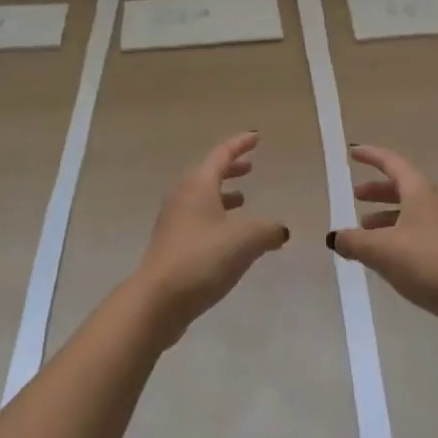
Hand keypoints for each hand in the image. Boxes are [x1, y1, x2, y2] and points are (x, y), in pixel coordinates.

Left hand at [133, 132, 289, 343]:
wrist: (157, 300)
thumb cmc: (202, 259)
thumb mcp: (245, 240)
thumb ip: (268, 229)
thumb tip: (280, 229)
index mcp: (198, 185)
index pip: (221, 154)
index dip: (240, 144)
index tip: (256, 137)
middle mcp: (183, 197)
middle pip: (209, 174)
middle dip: (231, 168)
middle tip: (250, 166)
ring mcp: (174, 222)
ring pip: (202, 198)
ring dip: (224, 195)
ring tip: (243, 200)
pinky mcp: (172, 246)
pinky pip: (198, 220)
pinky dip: (217, 218)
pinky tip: (230, 238)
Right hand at [326, 145, 437, 329]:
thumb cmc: (424, 261)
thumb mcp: (380, 250)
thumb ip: (353, 242)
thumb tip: (335, 238)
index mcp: (420, 191)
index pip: (392, 163)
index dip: (371, 156)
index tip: (353, 153)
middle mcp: (436, 200)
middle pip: (403, 187)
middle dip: (377, 191)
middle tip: (356, 197)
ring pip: (412, 211)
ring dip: (387, 216)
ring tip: (366, 232)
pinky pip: (421, 230)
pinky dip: (401, 233)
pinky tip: (388, 255)